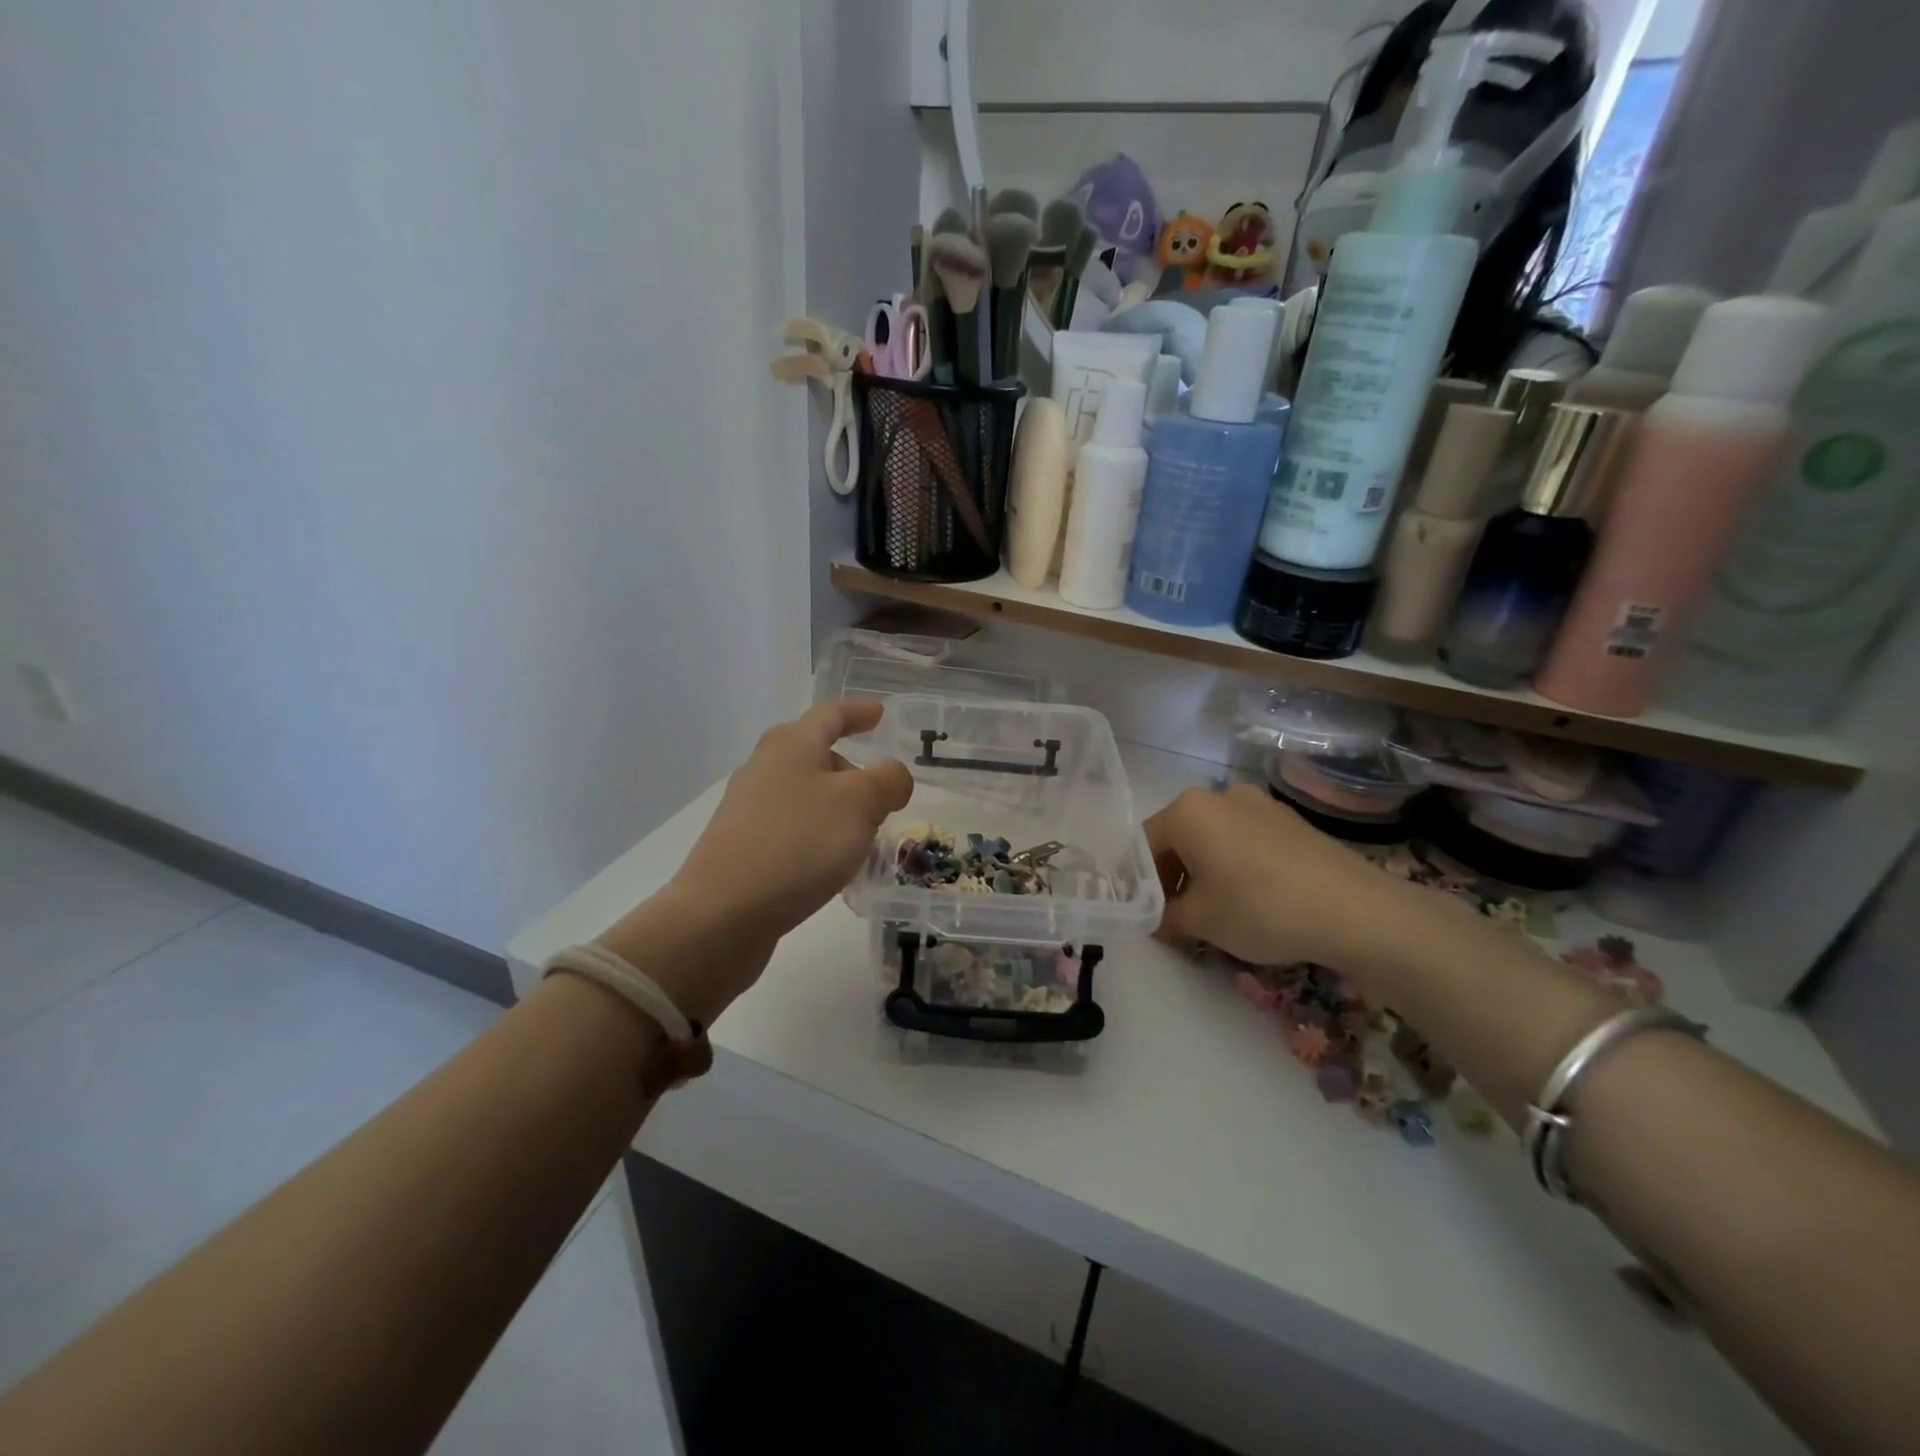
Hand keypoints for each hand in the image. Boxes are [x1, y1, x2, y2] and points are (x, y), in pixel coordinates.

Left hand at [597, 701, 911, 1024]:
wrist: (723, 914)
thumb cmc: (797, 844)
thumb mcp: (859, 804)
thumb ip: (888, 780)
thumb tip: (893, 775)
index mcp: (791, 745)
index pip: (830, 714)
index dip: (858, 712)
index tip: (880, 714)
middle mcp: (765, 768)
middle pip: (813, 753)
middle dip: (849, 766)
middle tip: (880, 789)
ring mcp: (749, 809)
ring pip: (804, 793)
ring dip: (837, 805)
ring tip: (864, 833)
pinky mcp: (743, 846)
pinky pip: (792, 826)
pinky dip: (818, 833)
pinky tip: (832, 863)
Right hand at [1144, 784, 1419, 970]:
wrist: (1355, 910)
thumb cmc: (1260, 908)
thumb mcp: (1200, 921)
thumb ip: (1165, 916)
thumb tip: (1154, 917)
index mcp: (1187, 810)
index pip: (1143, 844)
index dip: (1140, 883)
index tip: (1148, 914)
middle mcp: (1219, 795)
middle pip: (1178, 836)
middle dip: (1173, 876)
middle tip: (1179, 916)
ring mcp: (1259, 803)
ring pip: (1213, 837)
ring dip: (1205, 870)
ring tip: (1218, 910)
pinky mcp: (1290, 820)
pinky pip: (1245, 839)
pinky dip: (1236, 863)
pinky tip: (1254, 898)